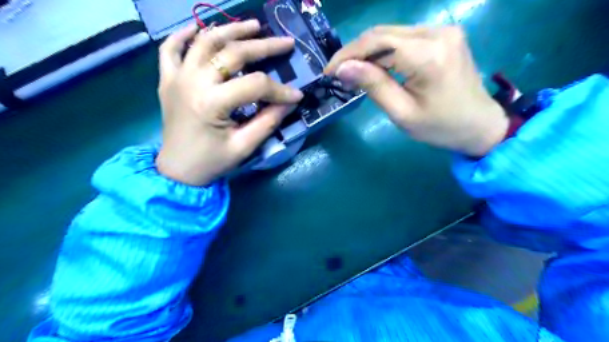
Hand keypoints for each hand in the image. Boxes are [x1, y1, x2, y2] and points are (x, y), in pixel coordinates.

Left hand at [155, 20, 301, 186]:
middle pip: (232, 53)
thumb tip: (289, 102)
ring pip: (205, 41)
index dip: (279, 89)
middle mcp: (192, 82)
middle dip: (263, 46)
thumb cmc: (212, 162)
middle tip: (285, 43)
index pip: (255, 85)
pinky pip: (171, 48)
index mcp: (212, 103)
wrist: (177, 170)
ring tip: (254, 25)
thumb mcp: (244, 146)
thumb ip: (268, 121)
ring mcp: (176, 77)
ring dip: (231, 30)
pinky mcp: (167, 79)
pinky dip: (184, 34)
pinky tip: (200, 28)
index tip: (297, 95)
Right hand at [326, 25, 507, 156]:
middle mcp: (437, 32)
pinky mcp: (443, 35)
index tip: (329, 71)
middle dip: (355, 52)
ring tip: (353, 73)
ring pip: (392, 34)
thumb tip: (343, 68)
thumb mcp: (402, 113)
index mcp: (429, 55)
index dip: (348, 54)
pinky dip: (385, 52)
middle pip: (383, 34)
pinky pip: (404, 38)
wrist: (480, 125)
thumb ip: (373, 86)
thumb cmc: (440, 127)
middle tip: (337, 73)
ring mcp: (443, 30)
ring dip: (369, 52)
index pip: (377, 42)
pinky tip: (375, 67)